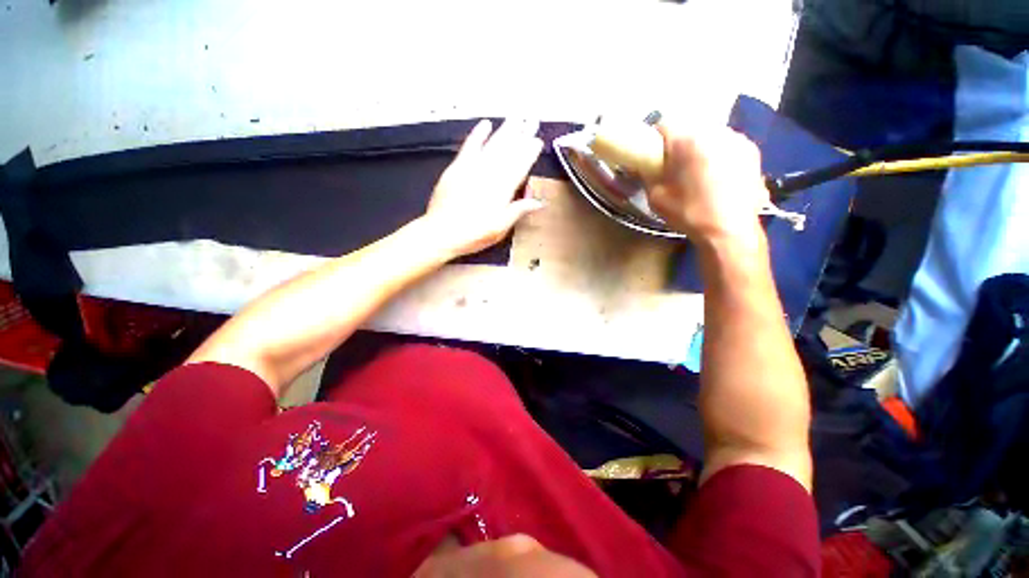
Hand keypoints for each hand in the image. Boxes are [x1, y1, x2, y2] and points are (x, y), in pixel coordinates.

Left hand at [424, 119, 543, 256]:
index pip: (520, 166)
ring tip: (516, 117)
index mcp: (502, 189)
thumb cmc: (474, 234)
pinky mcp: (457, 167)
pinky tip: (486, 124)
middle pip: (508, 151)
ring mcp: (472, 168)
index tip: (537, 140)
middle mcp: (489, 174)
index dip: (530, 152)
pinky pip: (469, 146)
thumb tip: (539, 202)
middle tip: (532, 120)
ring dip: (505, 130)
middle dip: (521, 134)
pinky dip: (478, 134)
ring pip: (492, 145)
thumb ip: (519, 211)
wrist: (442, 232)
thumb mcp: (501, 227)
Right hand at [647, 126, 768, 245]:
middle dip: (679, 144)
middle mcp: (714, 131)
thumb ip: (649, 175)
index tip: (653, 155)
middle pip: (689, 129)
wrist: (728, 231)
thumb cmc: (688, 213)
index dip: (655, 140)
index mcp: (687, 141)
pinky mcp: (752, 151)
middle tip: (675, 166)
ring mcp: (737, 139)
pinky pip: (727, 144)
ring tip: (699, 172)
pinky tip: (718, 176)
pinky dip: (719, 154)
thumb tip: (646, 166)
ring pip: (710, 135)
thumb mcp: (655, 197)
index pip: (664, 124)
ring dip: (700, 147)